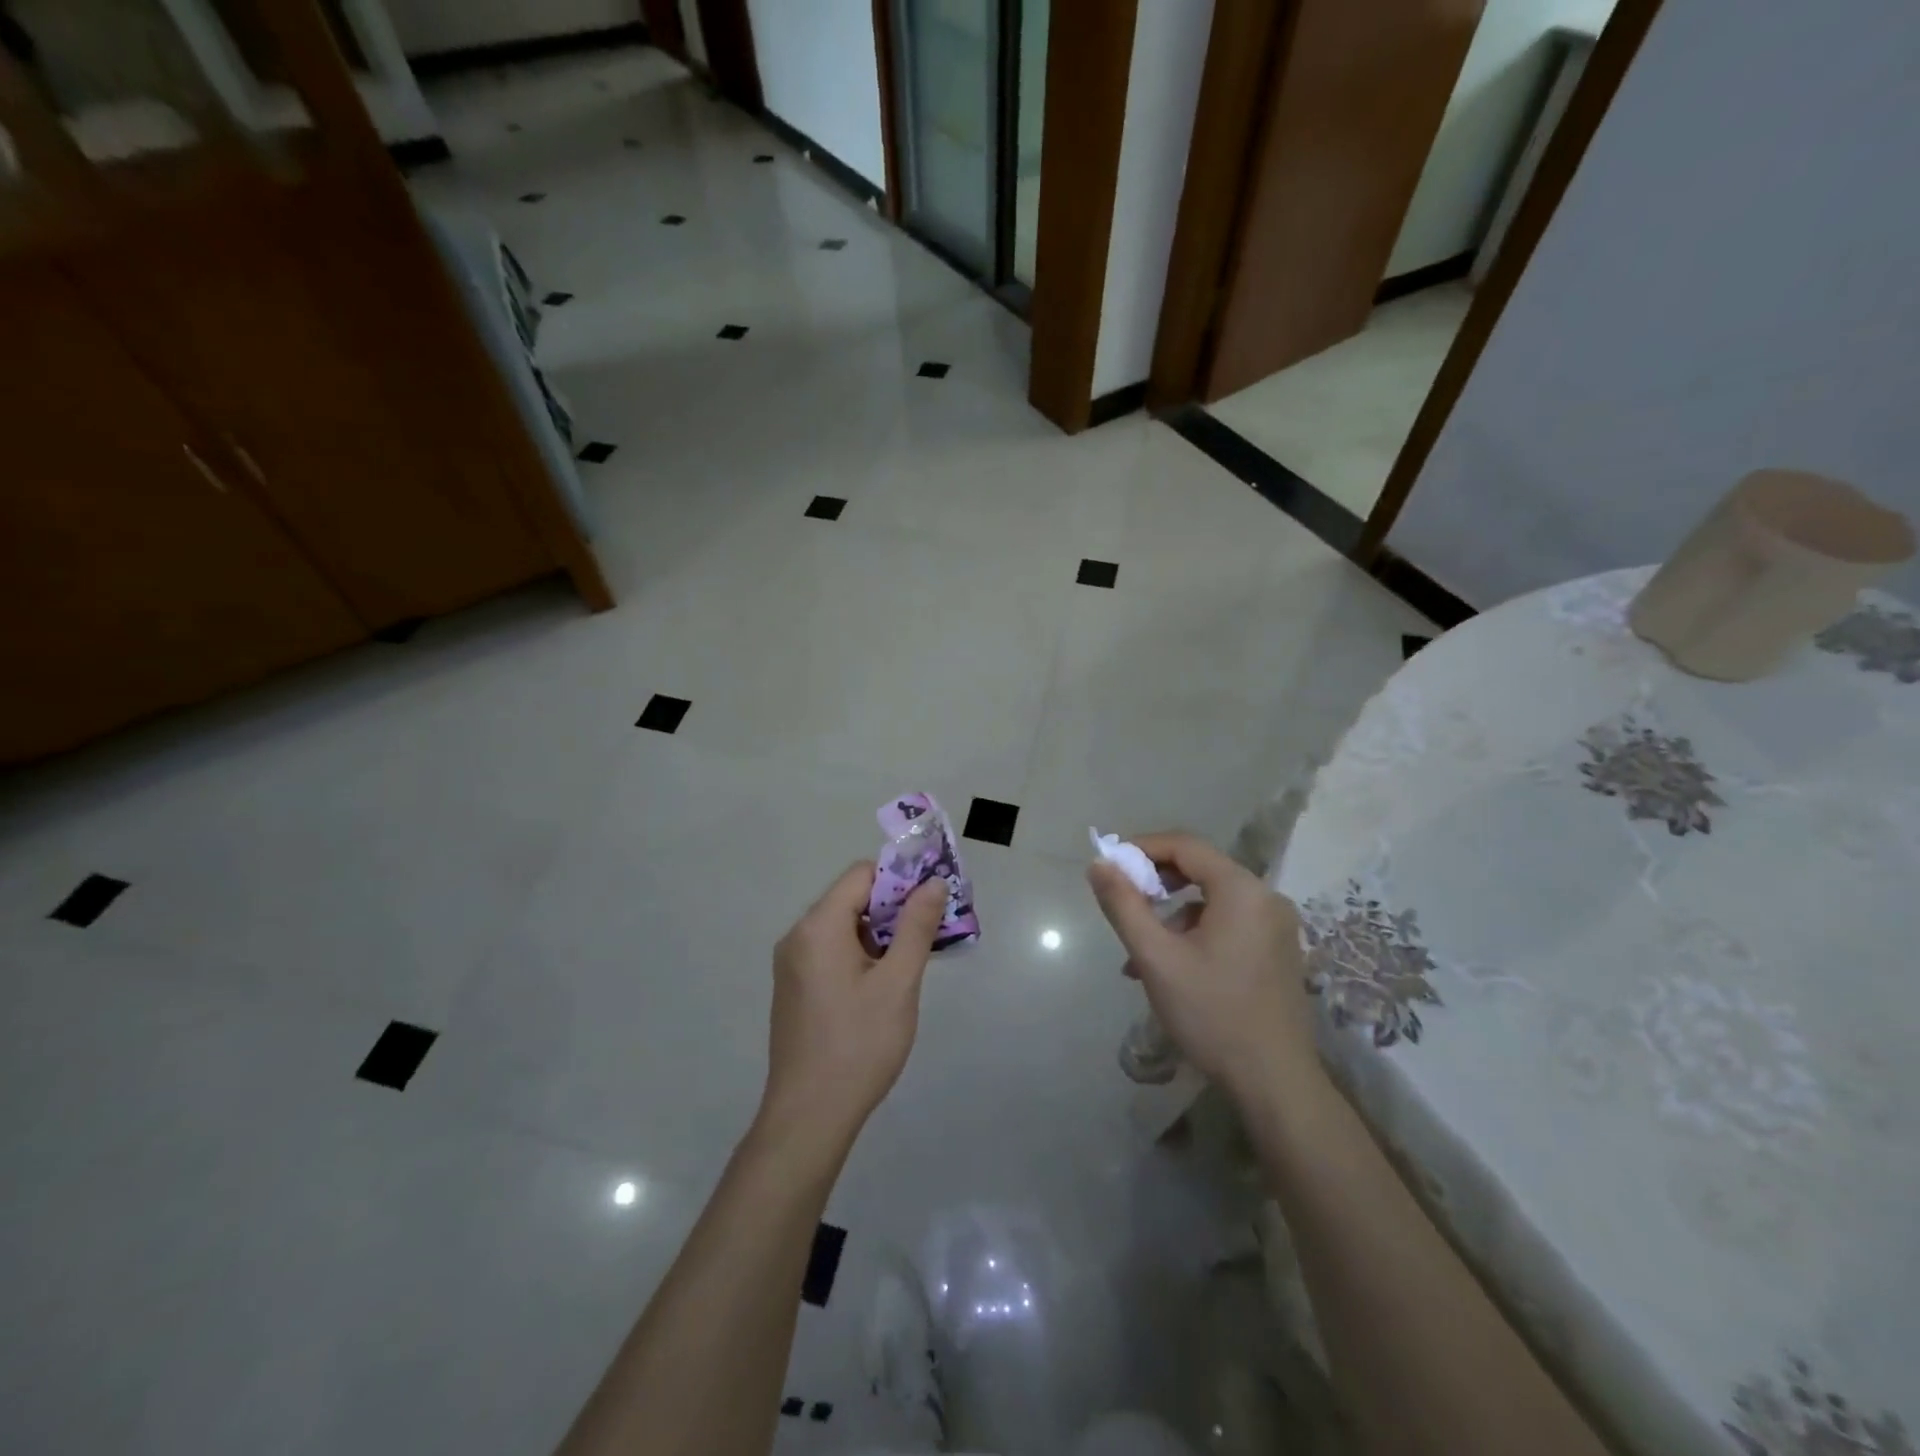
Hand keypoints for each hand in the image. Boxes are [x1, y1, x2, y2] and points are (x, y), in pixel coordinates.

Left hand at [759, 863, 947, 1147]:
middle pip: (852, 898)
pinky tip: (886, 982)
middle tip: (933, 928)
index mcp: (818, 926)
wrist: (809, 1117)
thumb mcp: (898, 983)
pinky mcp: (795, 988)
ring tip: (915, 956)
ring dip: (880, 932)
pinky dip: (861, 953)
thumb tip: (933, 883)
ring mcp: (792, 964)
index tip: (933, 898)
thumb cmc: (859, 1045)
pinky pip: (831, 952)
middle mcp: (798, 936)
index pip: (862, 874)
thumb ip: (916, 927)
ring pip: (843, 927)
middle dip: (894, 907)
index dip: (900, 878)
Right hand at [1087, 831, 1316, 1098]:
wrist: (1275, 1083)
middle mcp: (1266, 897)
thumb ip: (1124, 904)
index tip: (1110, 866)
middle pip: (1200, 869)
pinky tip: (1170, 969)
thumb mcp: (1156, 957)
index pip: (1185, 845)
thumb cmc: (1212, 1014)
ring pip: (1212, 901)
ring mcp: (1277, 926)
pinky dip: (1195, 933)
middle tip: (1123, 904)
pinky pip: (1228, 923)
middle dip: (1155, 884)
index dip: (1143, 848)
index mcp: (1241, 890)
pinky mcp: (1278, 950)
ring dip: (1171, 917)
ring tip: (1139, 956)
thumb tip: (1099, 863)